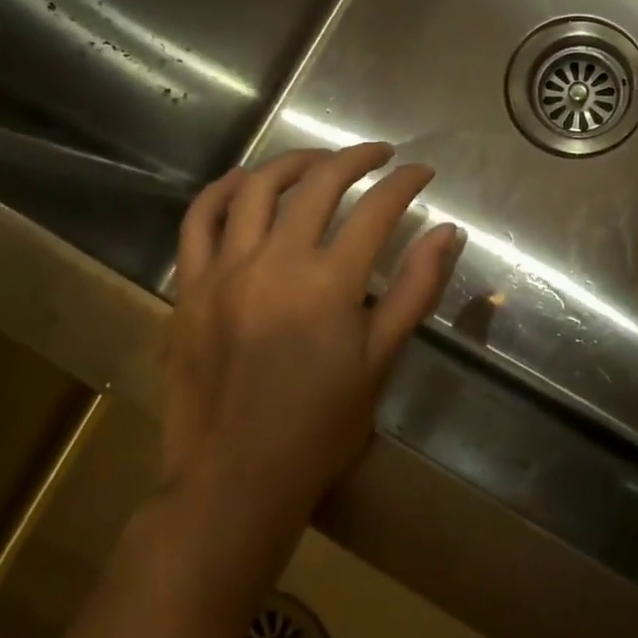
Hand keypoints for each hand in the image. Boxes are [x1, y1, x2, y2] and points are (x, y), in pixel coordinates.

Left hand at [159, 143, 463, 552]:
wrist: (234, 481)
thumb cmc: (319, 427)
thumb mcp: (380, 360)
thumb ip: (415, 289)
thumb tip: (448, 232)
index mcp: (329, 283)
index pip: (377, 209)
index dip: (405, 183)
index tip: (422, 173)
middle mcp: (275, 262)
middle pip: (319, 184)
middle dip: (357, 158)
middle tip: (380, 155)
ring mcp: (224, 271)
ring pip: (256, 188)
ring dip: (294, 162)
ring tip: (320, 161)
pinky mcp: (188, 287)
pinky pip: (198, 221)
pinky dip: (221, 190)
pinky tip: (244, 182)